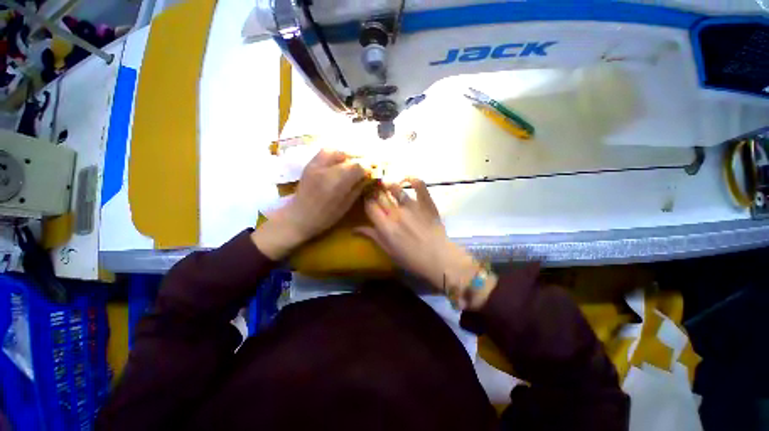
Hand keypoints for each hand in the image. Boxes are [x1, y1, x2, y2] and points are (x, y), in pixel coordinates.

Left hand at [253, 149, 366, 259]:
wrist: (298, 216)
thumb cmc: (325, 217)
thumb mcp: (346, 205)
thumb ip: (358, 188)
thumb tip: (369, 176)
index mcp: (335, 183)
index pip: (357, 166)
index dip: (368, 166)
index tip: (373, 171)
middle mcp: (325, 169)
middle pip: (348, 155)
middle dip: (361, 158)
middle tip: (367, 164)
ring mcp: (315, 164)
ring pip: (337, 150)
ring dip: (349, 154)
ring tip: (355, 161)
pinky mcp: (310, 163)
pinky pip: (325, 151)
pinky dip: (337, 153)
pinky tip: (342, 159)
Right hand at [356, 179, 496, 308]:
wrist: (439, 258)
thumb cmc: (412, 259)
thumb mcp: (389, 251)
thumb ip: (373, 237)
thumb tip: (354, 229)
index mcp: (386, 226)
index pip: (370, 207)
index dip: (366, 201)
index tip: (367, 199)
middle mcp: (396, 213)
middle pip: (381, 197)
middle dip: (375, 192)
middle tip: (374, 190)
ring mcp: (412, 206)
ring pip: (396, 189)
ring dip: (389, 185)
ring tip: (386, 183)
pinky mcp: (426, 203)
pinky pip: (420, 186)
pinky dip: (414, 180)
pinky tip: (409, 177)